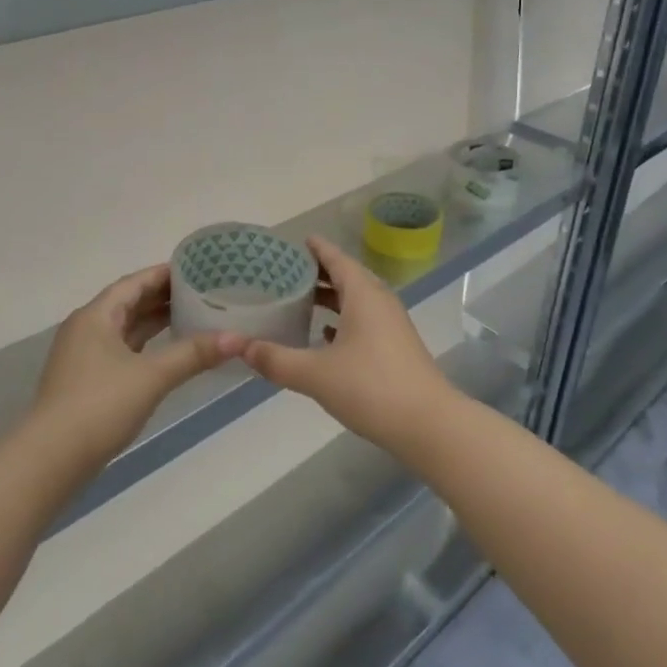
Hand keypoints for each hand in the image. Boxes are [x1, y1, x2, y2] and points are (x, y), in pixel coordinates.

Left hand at [31, 265, 227, 467]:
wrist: (51, 459)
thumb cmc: (99, 405)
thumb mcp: (152, 376)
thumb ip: (194, 354)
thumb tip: (238, 338)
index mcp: (96, 316)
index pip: (134, 282)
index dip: (164, 273)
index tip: (197, 268)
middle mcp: (87, 329)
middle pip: (129, 302)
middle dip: (163, 296)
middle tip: (203, 290)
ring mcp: (85, 356)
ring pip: (126, 328)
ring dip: (155, 321)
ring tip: (194, 315)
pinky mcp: (88, 381)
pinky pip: (123, 350)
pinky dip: (147, 345)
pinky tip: (170, 351)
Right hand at [236, 236, 459, 450]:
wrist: (428, 424)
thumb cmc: (371, 388)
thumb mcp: (315, 373)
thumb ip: (275, 358)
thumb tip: (237, 345)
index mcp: (363, 294)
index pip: (336, 258)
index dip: (315, 248)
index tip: (293, 242)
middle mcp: (379, 302)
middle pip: (346, 276)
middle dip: (317, 272)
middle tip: (283, 272)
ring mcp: (390, 325)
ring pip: (355, 300)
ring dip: (329, 298)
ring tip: (297, 300)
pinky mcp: (394, 347)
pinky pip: (363, 321)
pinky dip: (341, 320)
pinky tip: (323, 335)